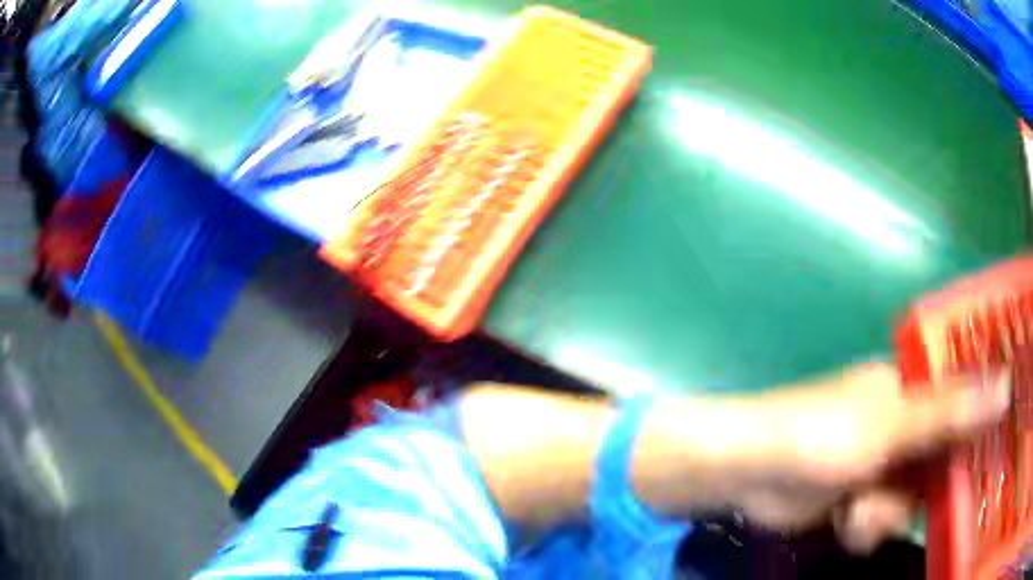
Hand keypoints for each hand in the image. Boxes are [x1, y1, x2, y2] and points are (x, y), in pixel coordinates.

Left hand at [636, 363, 1010, 552]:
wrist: (749, 473)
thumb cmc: (821, 436)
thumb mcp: (894, 424)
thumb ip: (951, 411)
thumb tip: (1006, 385)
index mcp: (912, 392)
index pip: (962, 409)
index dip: (972, 438)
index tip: (977, 465)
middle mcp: (902, 425)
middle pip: (937, 467)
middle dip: (917, 493)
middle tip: (894, 496)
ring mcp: (879, 464)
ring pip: (909, 502)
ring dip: (885, 516)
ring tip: (857, 512)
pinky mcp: (857, 497)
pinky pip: (881, 521)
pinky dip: (865, 528)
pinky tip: (845, 522)